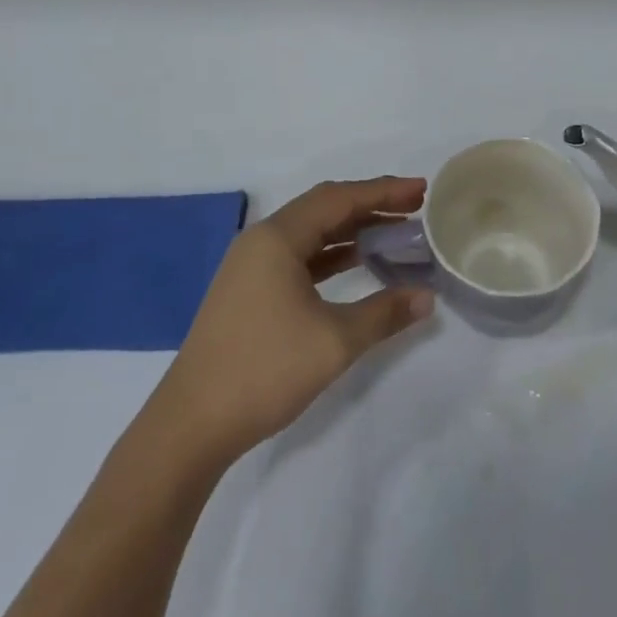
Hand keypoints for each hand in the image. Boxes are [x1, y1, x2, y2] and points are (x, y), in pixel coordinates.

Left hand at [154, 177, 434, 463]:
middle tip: (413, 208)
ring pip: (311, 233)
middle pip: (324, 208)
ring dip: (351, 230)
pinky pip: (299, 256)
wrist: (190, 426)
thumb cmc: (264, 370)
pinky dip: (331, 254)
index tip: (421, 191)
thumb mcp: (334, 342)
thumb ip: (383, 314)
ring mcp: (252, 265)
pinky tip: (357, 263)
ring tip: (394, 233)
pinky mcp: (249, 290)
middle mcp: (262, 240)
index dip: (383, 192)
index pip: (339, 199)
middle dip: (370, 205)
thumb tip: (426, 297)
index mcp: (277, 238)